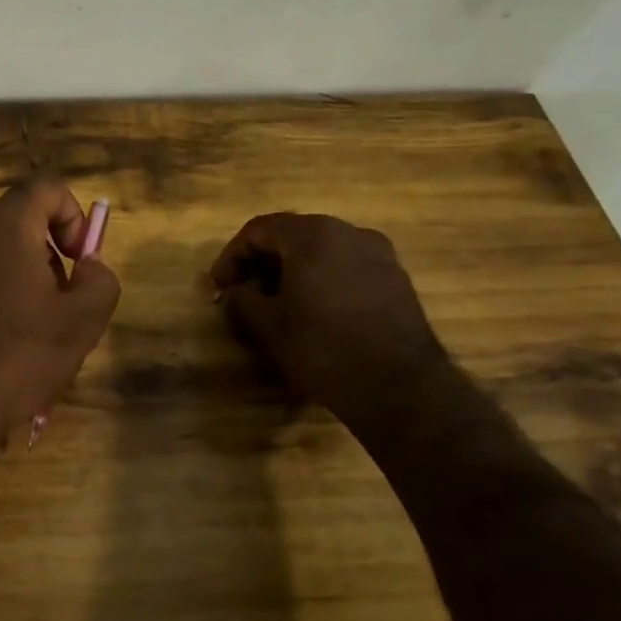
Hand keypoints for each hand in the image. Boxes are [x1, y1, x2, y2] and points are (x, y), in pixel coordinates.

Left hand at [0, 176, 119, 469]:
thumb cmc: (13, 358)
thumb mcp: (80, 324)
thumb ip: (100, 280)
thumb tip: (89, 263)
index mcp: (3, 225)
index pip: (46, 186)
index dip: (74, 215)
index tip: (79, 262)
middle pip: (18, 223)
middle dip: (47, 258)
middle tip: (58, 308)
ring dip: (18, 284)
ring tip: (27, 340)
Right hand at [209, 213, 448, 427]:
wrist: (401, 389)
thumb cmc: (323, 347)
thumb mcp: (268, 324)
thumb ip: (243, 298)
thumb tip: (239, 291)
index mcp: (313, 234)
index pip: (258, 231)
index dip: (231, 257)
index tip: (219, 287)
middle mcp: (349, 232)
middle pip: (292, 236)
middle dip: (262, 263)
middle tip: (243, 293)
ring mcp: (380, 255)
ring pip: (322, 252)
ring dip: (292, 272)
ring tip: (277, 305)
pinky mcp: (397, 281)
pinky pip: (347, 269)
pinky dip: (322, 282)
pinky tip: (314, 313)